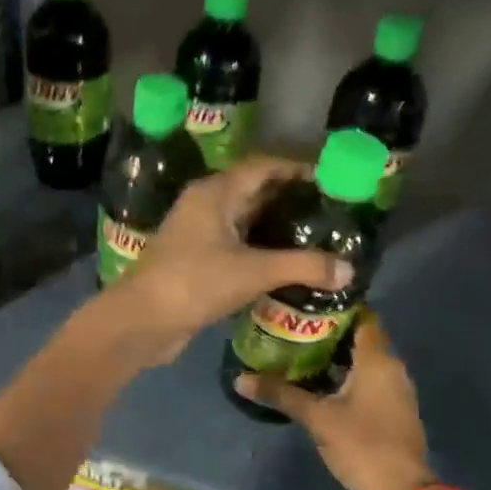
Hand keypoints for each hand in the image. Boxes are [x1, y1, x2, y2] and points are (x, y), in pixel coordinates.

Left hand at [103, 157, 350, 365]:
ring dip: (276, 227)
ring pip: (244, 222)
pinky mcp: (196, 262)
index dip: (296, 169)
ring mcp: (197, 234)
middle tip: (330, 211)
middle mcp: (205, 206)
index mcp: (215, 193)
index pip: (263, 167)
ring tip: (317, 237)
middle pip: (254, 192)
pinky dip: (261, 251)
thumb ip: (303, 266)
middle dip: (290, 199)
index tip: (331, 178)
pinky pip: (236, 247)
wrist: (141, 322)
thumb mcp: (253, 271)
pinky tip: (287, 265)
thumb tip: (349, 270)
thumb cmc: (195, 283)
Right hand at [233, 312, 430, 489]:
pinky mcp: (394, 411)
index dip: (337, 308)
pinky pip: (370, 382)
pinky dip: (348, 378)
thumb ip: (280, 393)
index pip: (363, 317)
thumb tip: (240, 378)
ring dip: (338, 358)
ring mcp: (396, 391)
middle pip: (362, 339)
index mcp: (378, 359)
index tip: (307, 305)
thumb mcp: (316, 417)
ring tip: (301, 354)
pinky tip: (321, 385)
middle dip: (331, 333)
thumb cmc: (360, 444)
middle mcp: (392, 368)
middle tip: (295, 329)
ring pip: (366, 363)